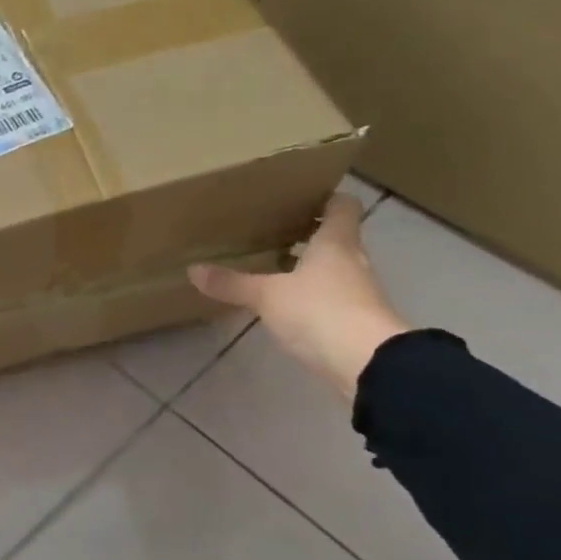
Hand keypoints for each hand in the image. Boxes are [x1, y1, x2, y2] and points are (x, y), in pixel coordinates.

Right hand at [188, 193, 408, 400]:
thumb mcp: (266, 296)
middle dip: (308, 234)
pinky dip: (311, 295)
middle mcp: (352, 261)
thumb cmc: (319, 311)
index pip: (342, 206)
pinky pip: (331, 297)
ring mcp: (357, 292)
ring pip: (333, 268)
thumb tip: (193, 269)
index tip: (301, 197)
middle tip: (273, 231)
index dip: (326, 199)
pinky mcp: (354, 320)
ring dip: (308, 266)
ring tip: (272, 267)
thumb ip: (232, 283)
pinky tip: (286, 303)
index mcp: (336, 242)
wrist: (367, 362)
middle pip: (336, 238)